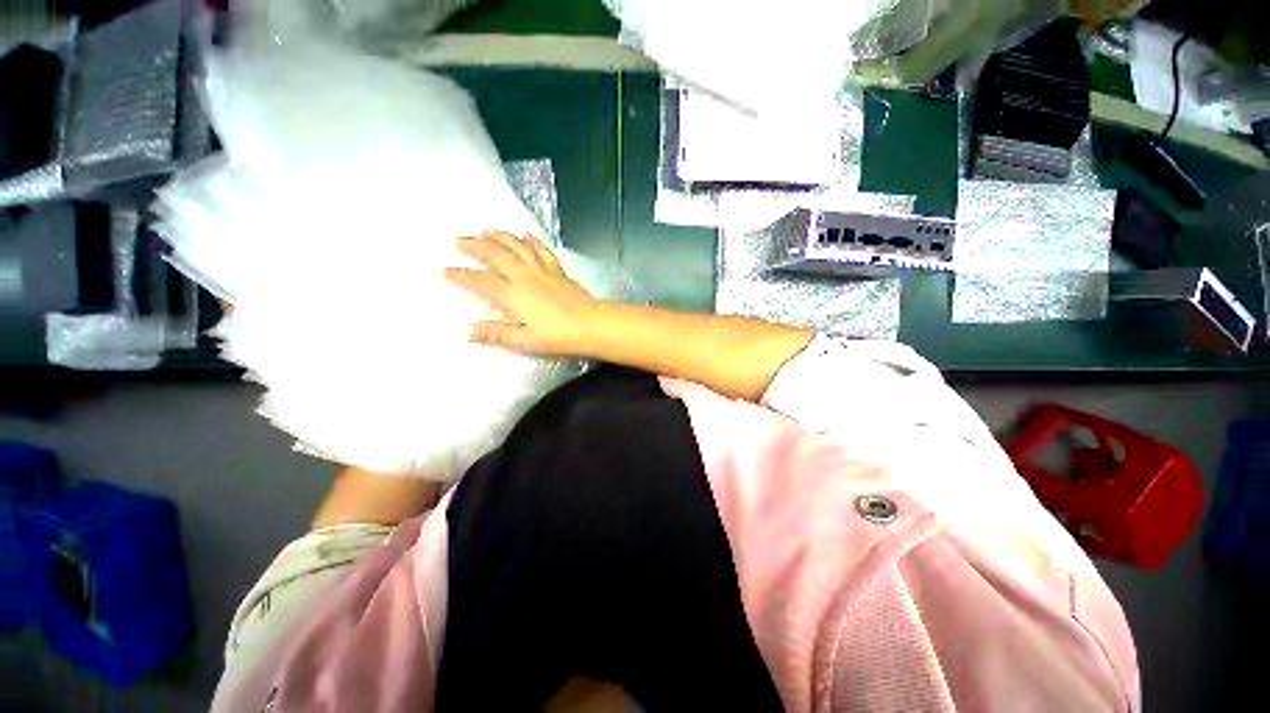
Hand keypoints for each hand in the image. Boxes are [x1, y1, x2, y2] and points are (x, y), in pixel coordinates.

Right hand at [444, 230, 602, 356]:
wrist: (590, 325)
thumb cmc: (557, 336)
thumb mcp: (523, 341)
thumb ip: (496, 334)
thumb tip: (469, 331)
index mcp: (512, 295)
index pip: (480, 282)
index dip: (461, 276)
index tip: (445, 270)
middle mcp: (523, 276)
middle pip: (495, 255)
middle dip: (474, 246)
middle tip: (459, 239)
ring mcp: (541, 270)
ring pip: (516, 246)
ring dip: (500, 236)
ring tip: (486, 230)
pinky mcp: (557, 270)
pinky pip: (541, 250)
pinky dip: (531, 241)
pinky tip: (526, 235)